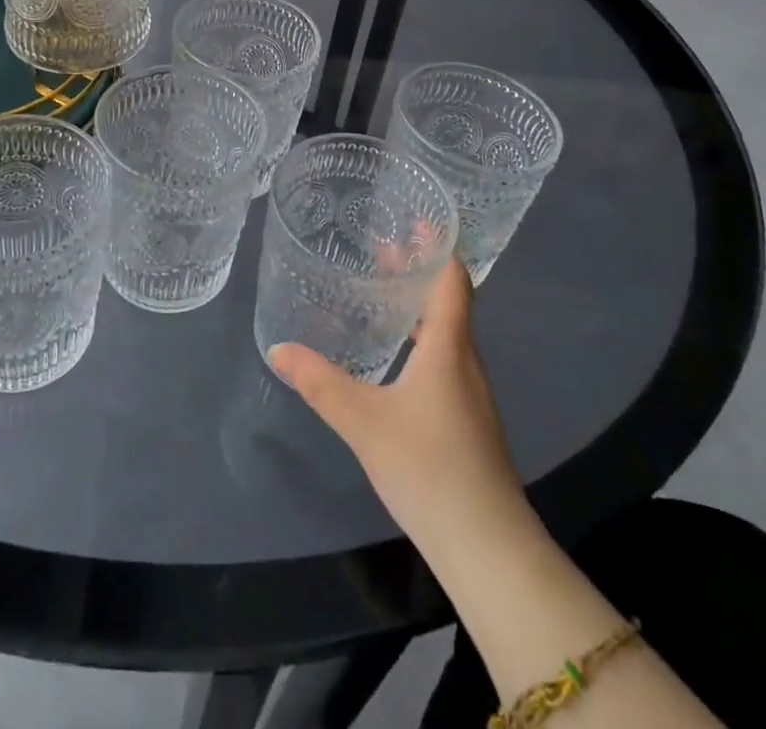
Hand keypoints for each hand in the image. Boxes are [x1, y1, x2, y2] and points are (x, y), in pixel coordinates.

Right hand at [270, 261, 527, 553]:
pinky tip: (395, 357)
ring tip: (382, 294)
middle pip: (449, 300)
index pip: (453, 280)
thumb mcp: (363, 421)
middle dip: (418, 271)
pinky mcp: (468, 419)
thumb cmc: (429, 467)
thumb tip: (278, 348)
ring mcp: (471, 393)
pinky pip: (445, 359)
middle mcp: (465, 361)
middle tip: (381, 249)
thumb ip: (320, 382)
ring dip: (420, 306)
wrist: (487, 546)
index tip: (417, 218)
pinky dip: (422, 338)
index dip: (438, 246)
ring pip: (447, 332)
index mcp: (448, 348)